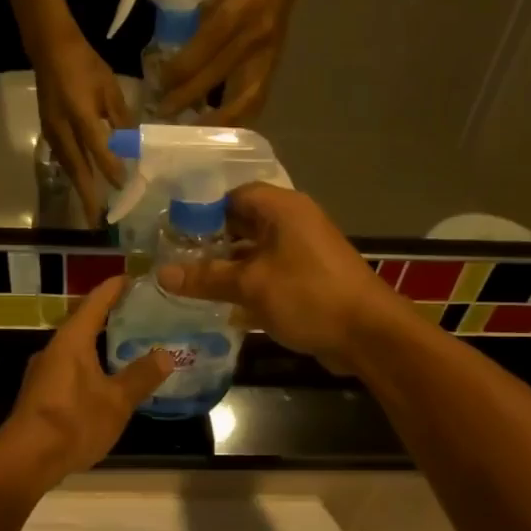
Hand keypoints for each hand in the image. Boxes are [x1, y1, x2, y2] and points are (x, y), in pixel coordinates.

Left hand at [0, 278, 173, 484]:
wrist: (27, 459)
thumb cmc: (74, 421)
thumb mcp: (117, 400)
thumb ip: (141, 376)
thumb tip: (166, 354)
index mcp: (72, 340)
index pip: (95, 302)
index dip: (115, 288)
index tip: (134, 277)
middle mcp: (54, 349)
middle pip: (84, 323)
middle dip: (110, 316)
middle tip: (141, 312)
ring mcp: (44, 372)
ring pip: (77, 348)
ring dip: (100, 344)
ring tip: (129, 344)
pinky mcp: (42, 394)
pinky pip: (71, 368)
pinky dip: (92, 364)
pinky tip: (107, 379)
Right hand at [35, 33, 132, 223]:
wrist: (50, 48)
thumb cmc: (85, 64)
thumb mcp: (110, 88)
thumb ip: (121, 118)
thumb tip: (133, 146)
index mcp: (81, 113)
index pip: (97, 147)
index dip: (110, 168)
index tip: (123, 187)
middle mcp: (63, 127)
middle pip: (77, 167)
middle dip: (86, 195)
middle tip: (95, 220)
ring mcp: (52, 131)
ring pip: (68, 166)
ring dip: (79, 188)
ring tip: (89, 209)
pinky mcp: (48, 131)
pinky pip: (63, 158)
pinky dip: (74, 174)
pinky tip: (82, 184)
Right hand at [155, 184, 404, 367]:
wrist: (368, 334)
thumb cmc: (308, 296)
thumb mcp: (250, 285)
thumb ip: (206, 277)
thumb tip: (162, 273)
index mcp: (282, 209)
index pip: (233, 196)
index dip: (201, 211)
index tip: (172, 232)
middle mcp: (293, 223)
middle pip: (242, 224)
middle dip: (210, 243)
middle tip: (175, 260)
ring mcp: (302, 253)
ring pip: (254, 253)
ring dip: (227, 268)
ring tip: (189, 284)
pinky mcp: (307, 280)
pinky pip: (269, 275)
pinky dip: (247, 286)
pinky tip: (221, 306)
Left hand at [156, 0, 304, 124]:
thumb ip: (198, 24)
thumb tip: (173, 61)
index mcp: (236, 11)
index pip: (202, 48)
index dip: (179, 71)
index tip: (159, 85)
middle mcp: (254, 36)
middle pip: (217, 76)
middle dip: (187, 98)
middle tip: (164, 115)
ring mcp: (268, 54)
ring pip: (243, 99)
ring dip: (218, 121)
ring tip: (195, 133)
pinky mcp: (275, 66)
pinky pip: (256, 100)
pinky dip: (238, 117)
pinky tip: (222, 128)